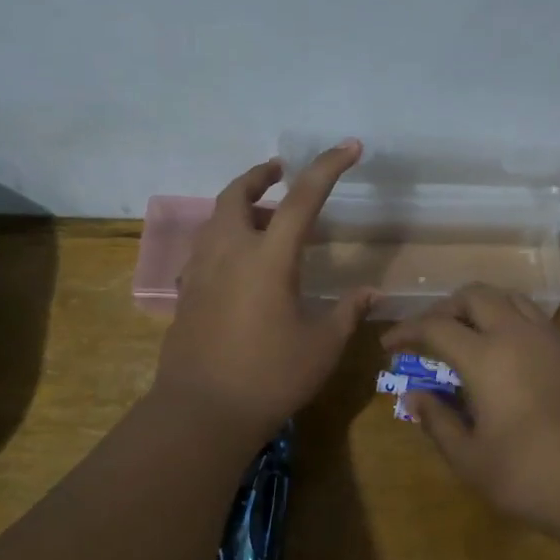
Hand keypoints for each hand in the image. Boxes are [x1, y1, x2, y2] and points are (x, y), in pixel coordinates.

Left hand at [152, 141, 372, 437]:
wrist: (200, 412)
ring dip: (241, 205)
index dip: (328, 167)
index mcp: (268, 258)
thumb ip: (347, 312)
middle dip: (260, 175)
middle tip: (280, 172)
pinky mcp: (188, 293)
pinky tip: (242, 263)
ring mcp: (202, 271)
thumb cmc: (269, 377)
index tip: (349, 147)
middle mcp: (230, 252)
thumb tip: (371, 293)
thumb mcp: (321, 346)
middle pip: (237, 194)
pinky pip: (206, 247)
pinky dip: (226, 236)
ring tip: (266, 218)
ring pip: (216, 219)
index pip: (302, 198)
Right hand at [382, 284, 559, 540]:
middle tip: (433, 332)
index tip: (391, 342)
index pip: (435, 326)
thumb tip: (414, 395)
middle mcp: (521, 334)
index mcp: (487, 355)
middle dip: (447, 307)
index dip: (408, 329)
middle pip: (476, 295)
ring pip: (515, 300)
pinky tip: (521, 360)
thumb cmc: (535, 478)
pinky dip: (519, 326)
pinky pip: (545, 322)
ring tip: (475, 336)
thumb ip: (439, 422)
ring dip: (486, 308)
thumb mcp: (473, 461)